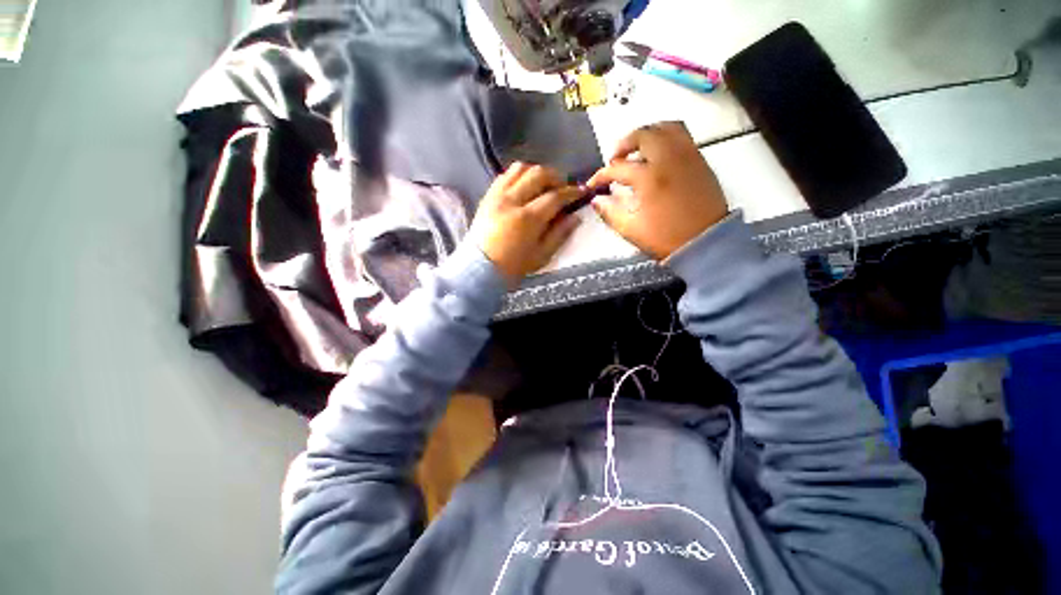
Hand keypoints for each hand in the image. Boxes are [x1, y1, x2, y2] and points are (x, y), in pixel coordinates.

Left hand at [469, 163, 582, 286]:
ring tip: (543, 185)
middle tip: (562, 188)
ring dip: (536, 172)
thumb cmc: (513, 267)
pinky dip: (518, 176)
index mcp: (527, 219)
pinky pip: (504, 175)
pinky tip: (524, 187)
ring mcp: (497, 196)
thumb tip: (575, 217)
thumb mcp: (541, 256)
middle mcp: (511, 201)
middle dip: (556, 177)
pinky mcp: (487, 196)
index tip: (581, 192)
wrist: (480, 269)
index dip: (571, 192)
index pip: (554, 196)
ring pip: (520, 168)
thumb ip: (559, 234)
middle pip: (538, 174)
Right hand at [587, 122, 727, 259]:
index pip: (618, 169)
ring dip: (646, 135)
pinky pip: (681, 136)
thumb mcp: (631, 229)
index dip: (601, 176)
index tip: (593, 185)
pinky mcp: (699, 160)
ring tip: (637, 151)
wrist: (706, 242)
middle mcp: (667, 159)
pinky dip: (665, 137)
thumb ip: (610, 212)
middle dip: (623, 145)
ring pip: (665, 128)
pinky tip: (658, 155)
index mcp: (649, 178)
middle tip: (615, 160)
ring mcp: (686, 156)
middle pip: (642, 136)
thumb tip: (596, 200)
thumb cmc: (665, 238)